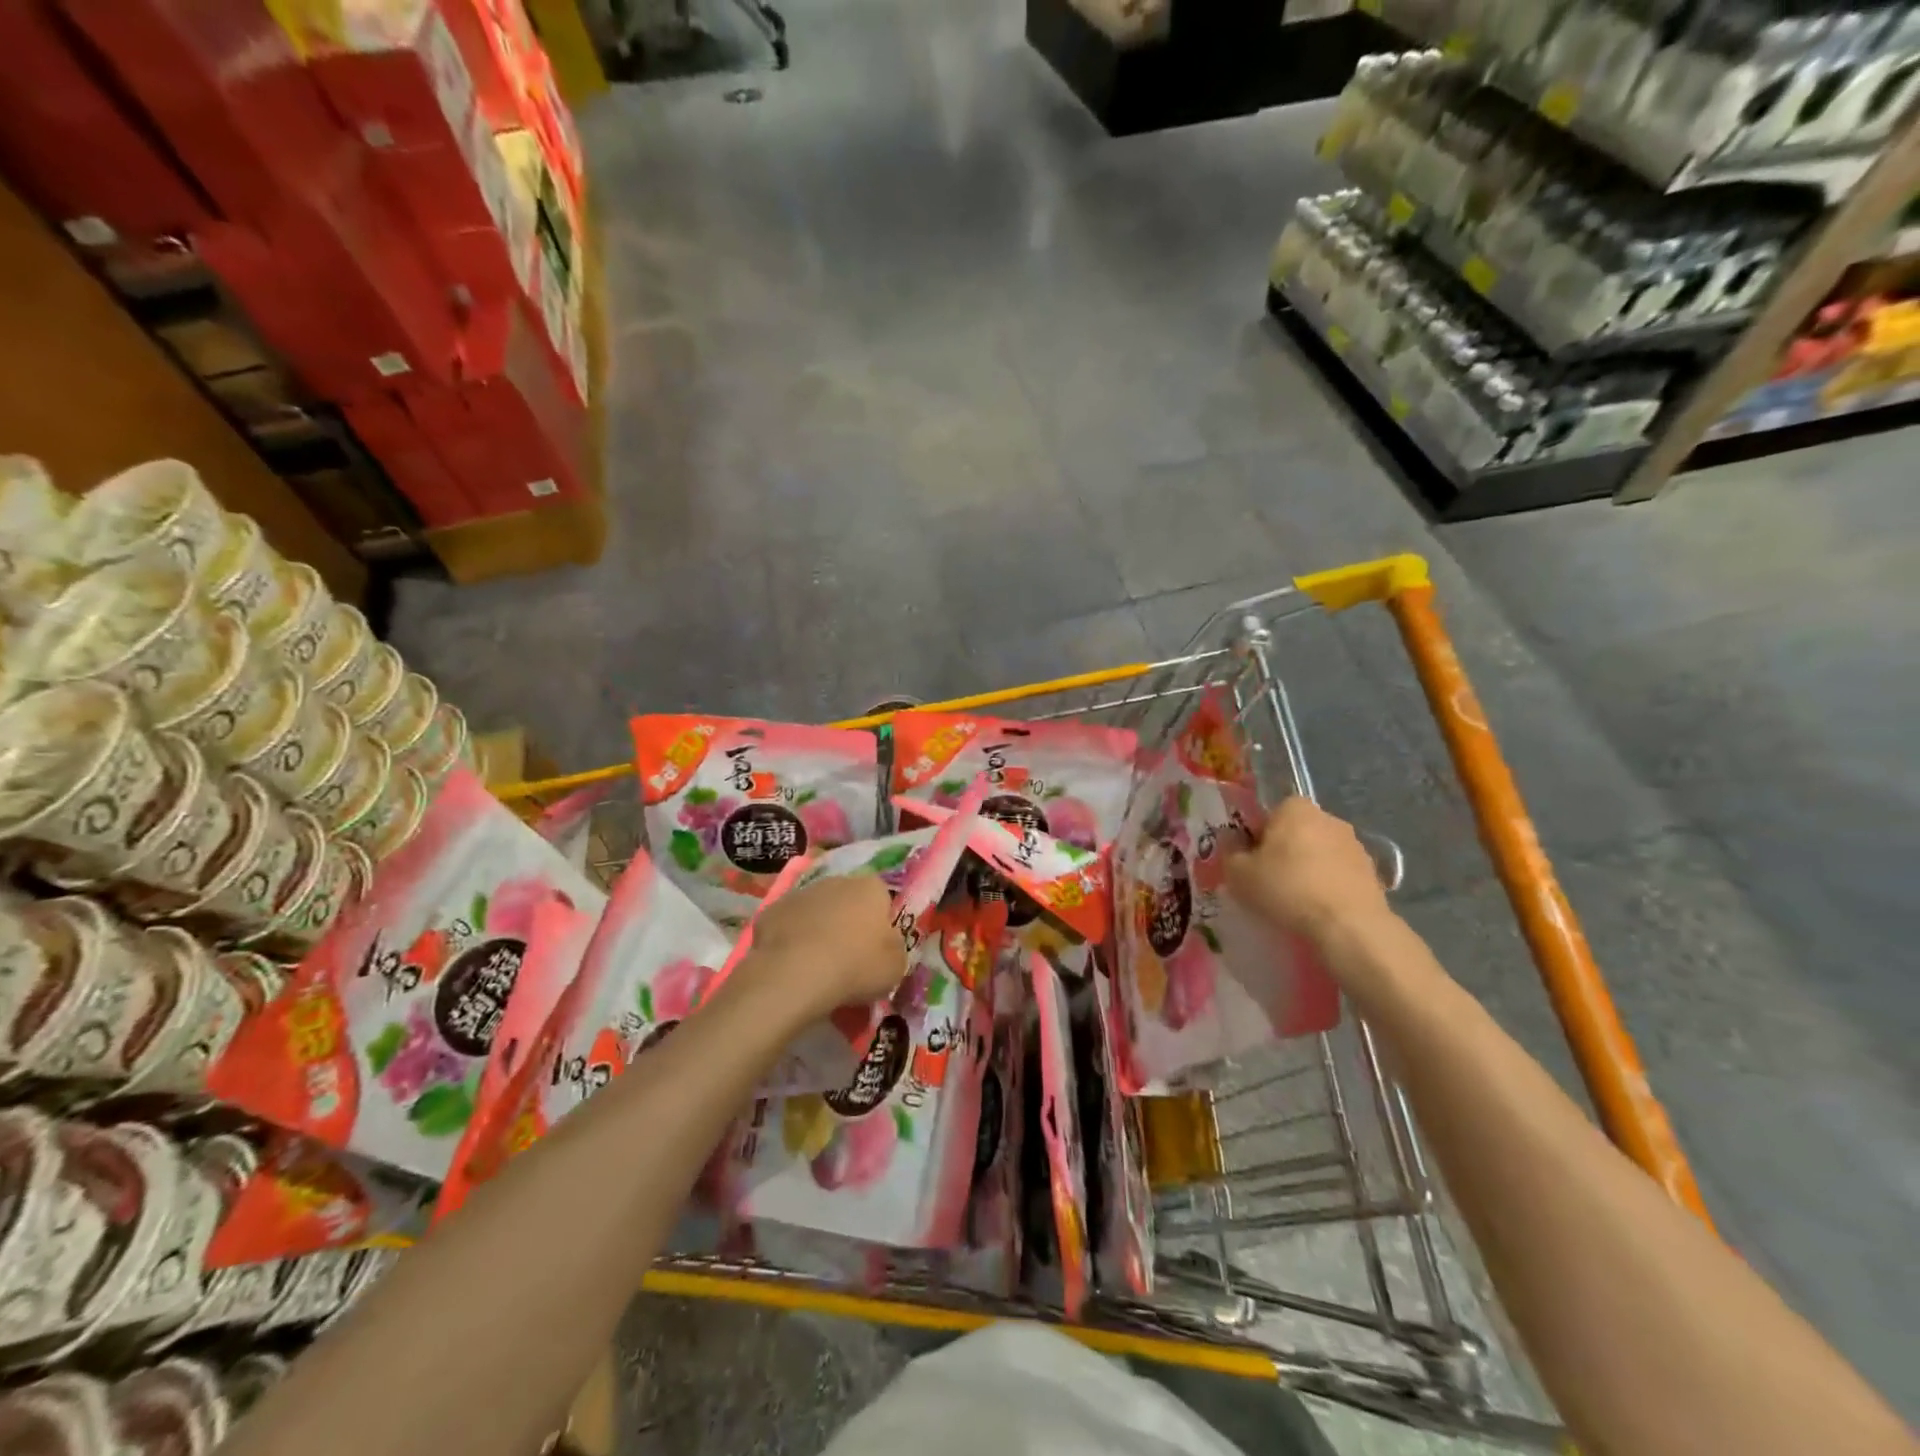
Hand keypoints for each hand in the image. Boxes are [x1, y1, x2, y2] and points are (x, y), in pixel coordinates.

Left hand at [739, 873, 905, 1020]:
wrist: (796, 973)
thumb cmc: (856, 966)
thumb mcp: (896, 966)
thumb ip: (895, 948)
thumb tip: (887, 945)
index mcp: (871, 887)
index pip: (882, 899)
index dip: (880, 925)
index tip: (875, 951)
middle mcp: (837, 881)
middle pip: (847, 901)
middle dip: (848, 923)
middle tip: (847, 959)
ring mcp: (801, 893)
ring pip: (816, 911)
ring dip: (818, 930)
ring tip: (816, 966)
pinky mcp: (771, 911)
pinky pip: (788, 926)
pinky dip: (791, 941)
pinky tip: (791, 966)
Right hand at [1227, 797, 1392, 946]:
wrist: (1349, 925)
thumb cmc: (1287, 889)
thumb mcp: (1238, 874)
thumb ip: (1230, 853)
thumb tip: (1233, 846)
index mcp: (1295, 808)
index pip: (1268, 814)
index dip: (1256, 838)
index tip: (1251, 863)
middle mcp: (1328, 817)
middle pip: (1295, 832)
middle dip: (1283, 853)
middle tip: (1269, 882)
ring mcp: (1355, 844)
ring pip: (1319, 854)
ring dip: (1308, 870)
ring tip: (1296, 901)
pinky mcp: (1373, 871)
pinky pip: (1339, 875)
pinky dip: (1328, 887)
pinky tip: (1319, 910)